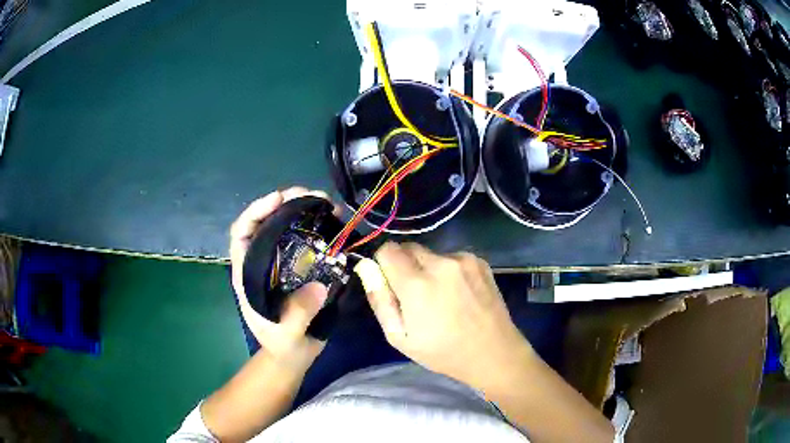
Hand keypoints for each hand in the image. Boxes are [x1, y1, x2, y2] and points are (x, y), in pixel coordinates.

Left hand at [229, 187, 334, 369]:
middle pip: (267, 223)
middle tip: (311, 195)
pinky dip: (320, 227)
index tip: (278, 199)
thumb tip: (317, 286)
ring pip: (289, 227)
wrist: (294, 355)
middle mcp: (263, 262)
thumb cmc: (282, 345)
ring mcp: (283, 263)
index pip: (242, 233)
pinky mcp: (302, 267)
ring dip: (306, 210)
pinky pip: (309, 240)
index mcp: (248, 274)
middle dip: (286, 203)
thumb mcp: (286, 336)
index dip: (256, 212)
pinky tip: (336, 222)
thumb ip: (296, 315)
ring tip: (328, 203)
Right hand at [354, 242, 532, 388]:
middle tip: (414, 294)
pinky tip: (459, 294)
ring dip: (427, 268)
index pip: (387, 250)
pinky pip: (452, 257)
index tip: (389, 282)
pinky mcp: (480, 261)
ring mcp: (464, 260)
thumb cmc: (443, 352)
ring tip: (441, 297)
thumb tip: (366, 268)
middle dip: (403, 265)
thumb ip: (380, 300)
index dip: (383, 264)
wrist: (494, 352)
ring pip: (431, 253)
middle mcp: (441, 263)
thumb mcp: (400, 337)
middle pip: (408, 247)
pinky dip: (448, 270)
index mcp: (417, 284)